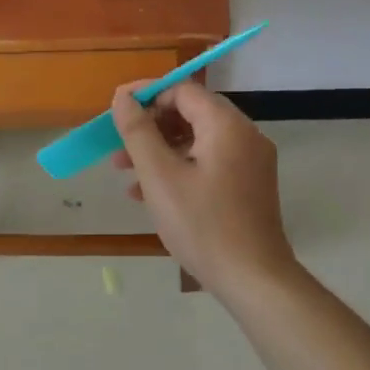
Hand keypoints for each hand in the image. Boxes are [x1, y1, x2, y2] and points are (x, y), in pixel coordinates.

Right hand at [110, 82, 296, 295]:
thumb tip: (123, 98)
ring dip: (161, 151)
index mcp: (226, 125)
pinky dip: (181, 168)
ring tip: (126, 174)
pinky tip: (151, 194)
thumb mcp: (159, 177)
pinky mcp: (250, 185)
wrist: (253, 279)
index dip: (147, 95)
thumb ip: (138, 132)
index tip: (116, 111)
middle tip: (118, 149)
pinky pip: (210, 162)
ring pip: (198, 141)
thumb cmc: (202, 225)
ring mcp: (251, 161)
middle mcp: (245, 135)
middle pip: (191, 114)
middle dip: (150, 127)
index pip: (183, 90)